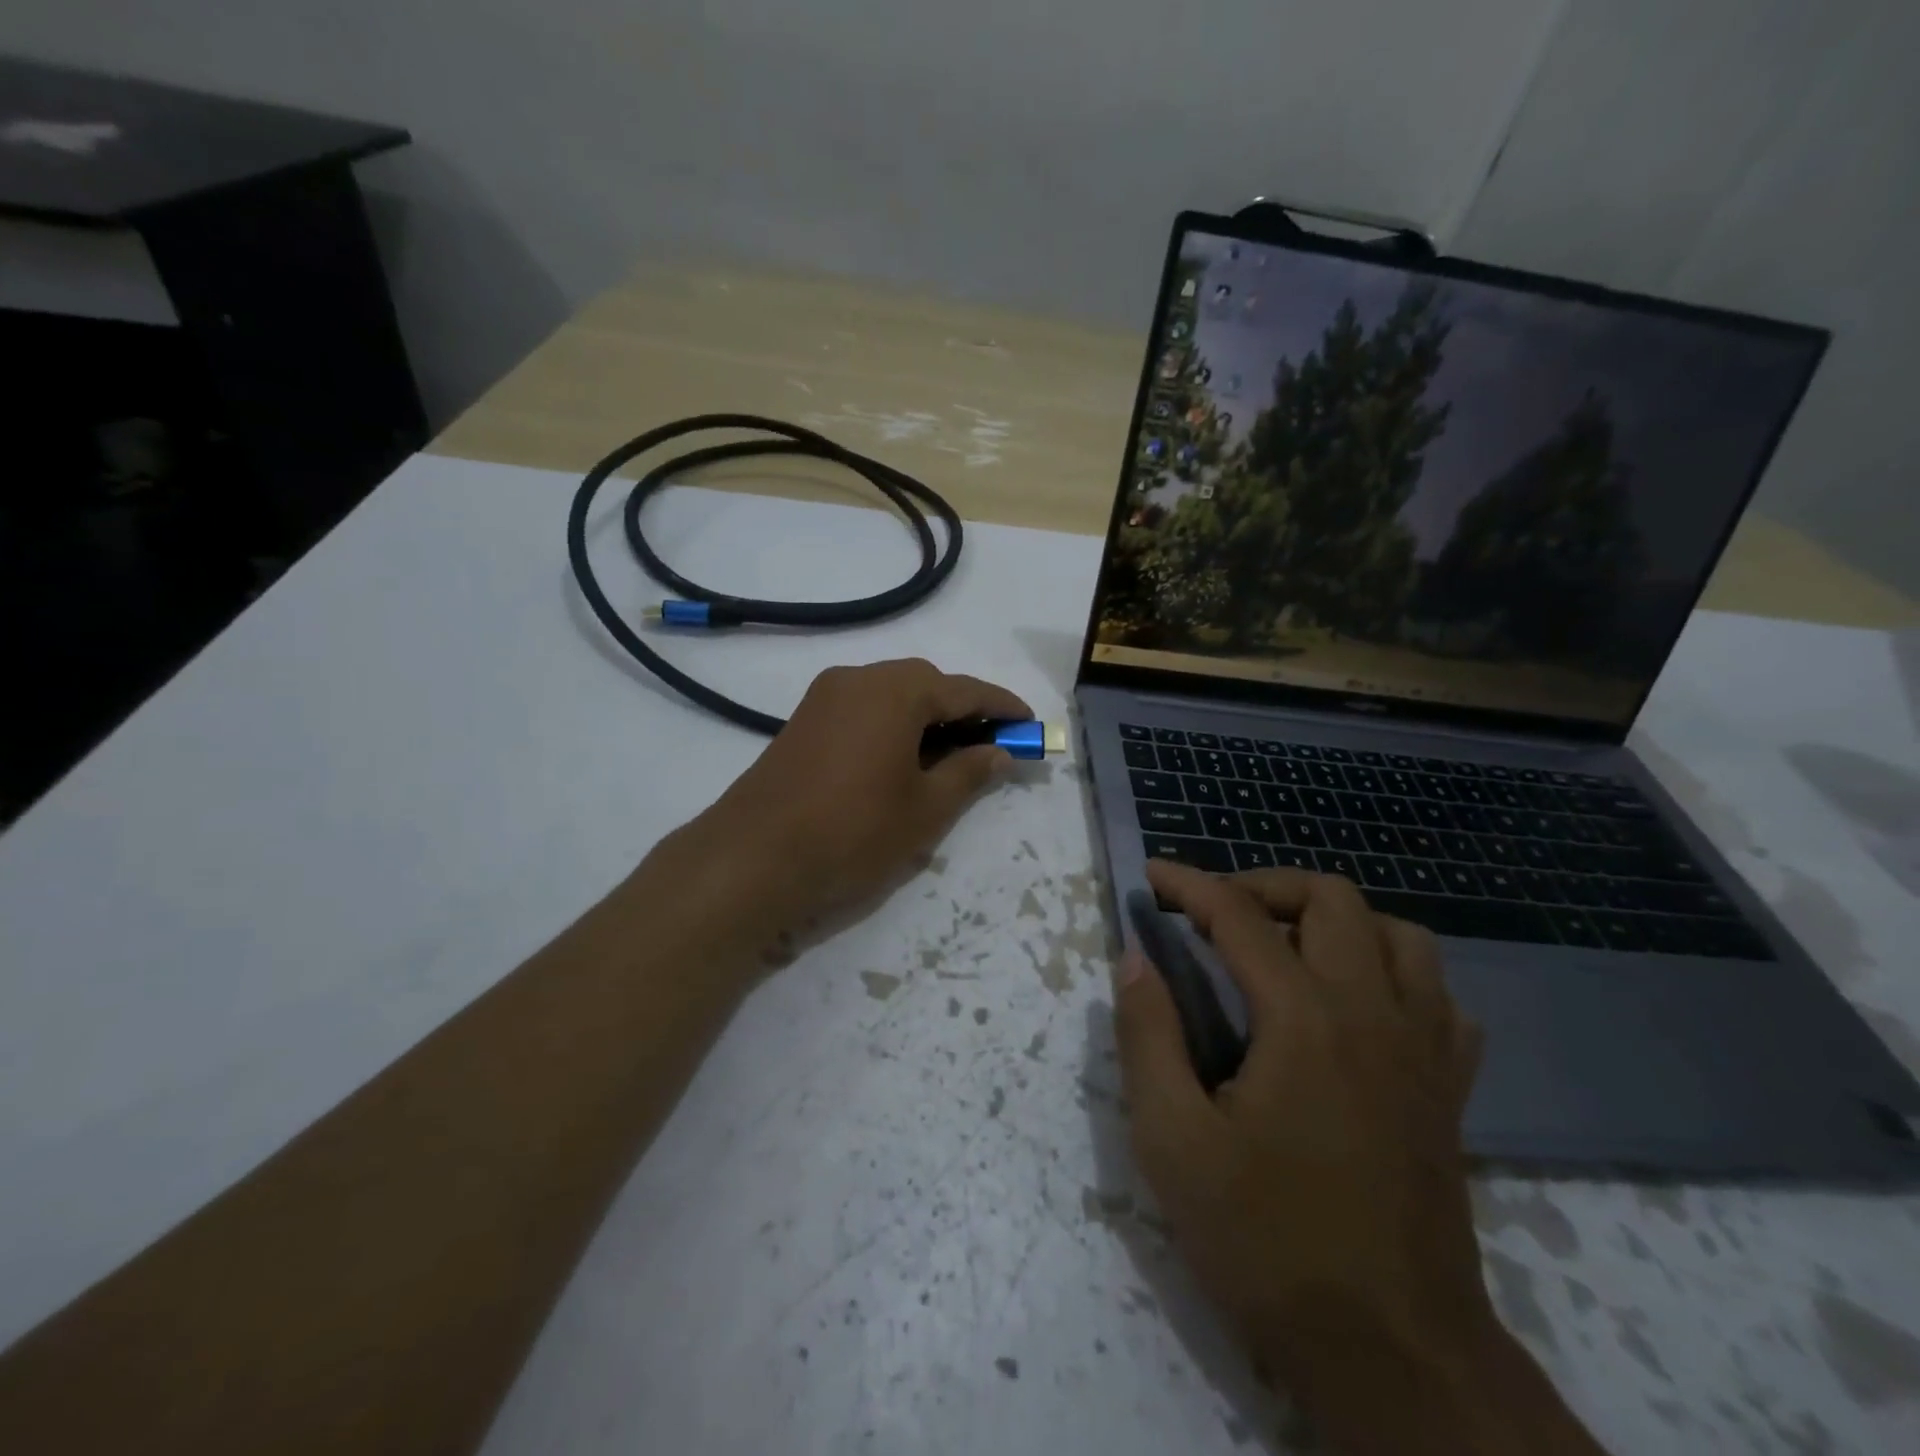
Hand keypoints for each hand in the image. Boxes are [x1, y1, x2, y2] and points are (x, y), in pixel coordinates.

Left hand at [690, 659, 1029, 929]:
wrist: (753, 858)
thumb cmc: (854, 832)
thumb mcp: (926, 809)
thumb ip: (969, 773)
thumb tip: (1001, 752)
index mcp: (896, 691)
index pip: (965, 690)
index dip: (1003, 707)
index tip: (1030, 724)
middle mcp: (859, 679)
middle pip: (926, 684)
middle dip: (963, 710)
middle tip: (990, 745)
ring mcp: (825, 697)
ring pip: (892, 694)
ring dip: (926, 717)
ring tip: (949, 756)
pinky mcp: (804, 719)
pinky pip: (864, 708)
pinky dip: (893, 724)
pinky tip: (902, 759)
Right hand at [1115, 861, 1505, 1445]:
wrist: (1394, 1357)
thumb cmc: (1268, 1244)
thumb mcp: (1172, 1142)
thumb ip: (1147, 1035)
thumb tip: (1135, 958)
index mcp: (1304, 1019)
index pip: (1240, 916)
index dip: (1189, 885)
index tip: (1152, 877)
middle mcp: (1374, 1013)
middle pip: (1332, 899)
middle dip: (1265, 886)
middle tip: (1216, 914)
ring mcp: (1425, 1050)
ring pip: (1399, 934)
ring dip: (1336, 921)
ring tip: (1286, 948)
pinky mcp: (1450, 1089)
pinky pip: (1438, 995)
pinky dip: (1393, 972)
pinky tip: (1356, 1004)